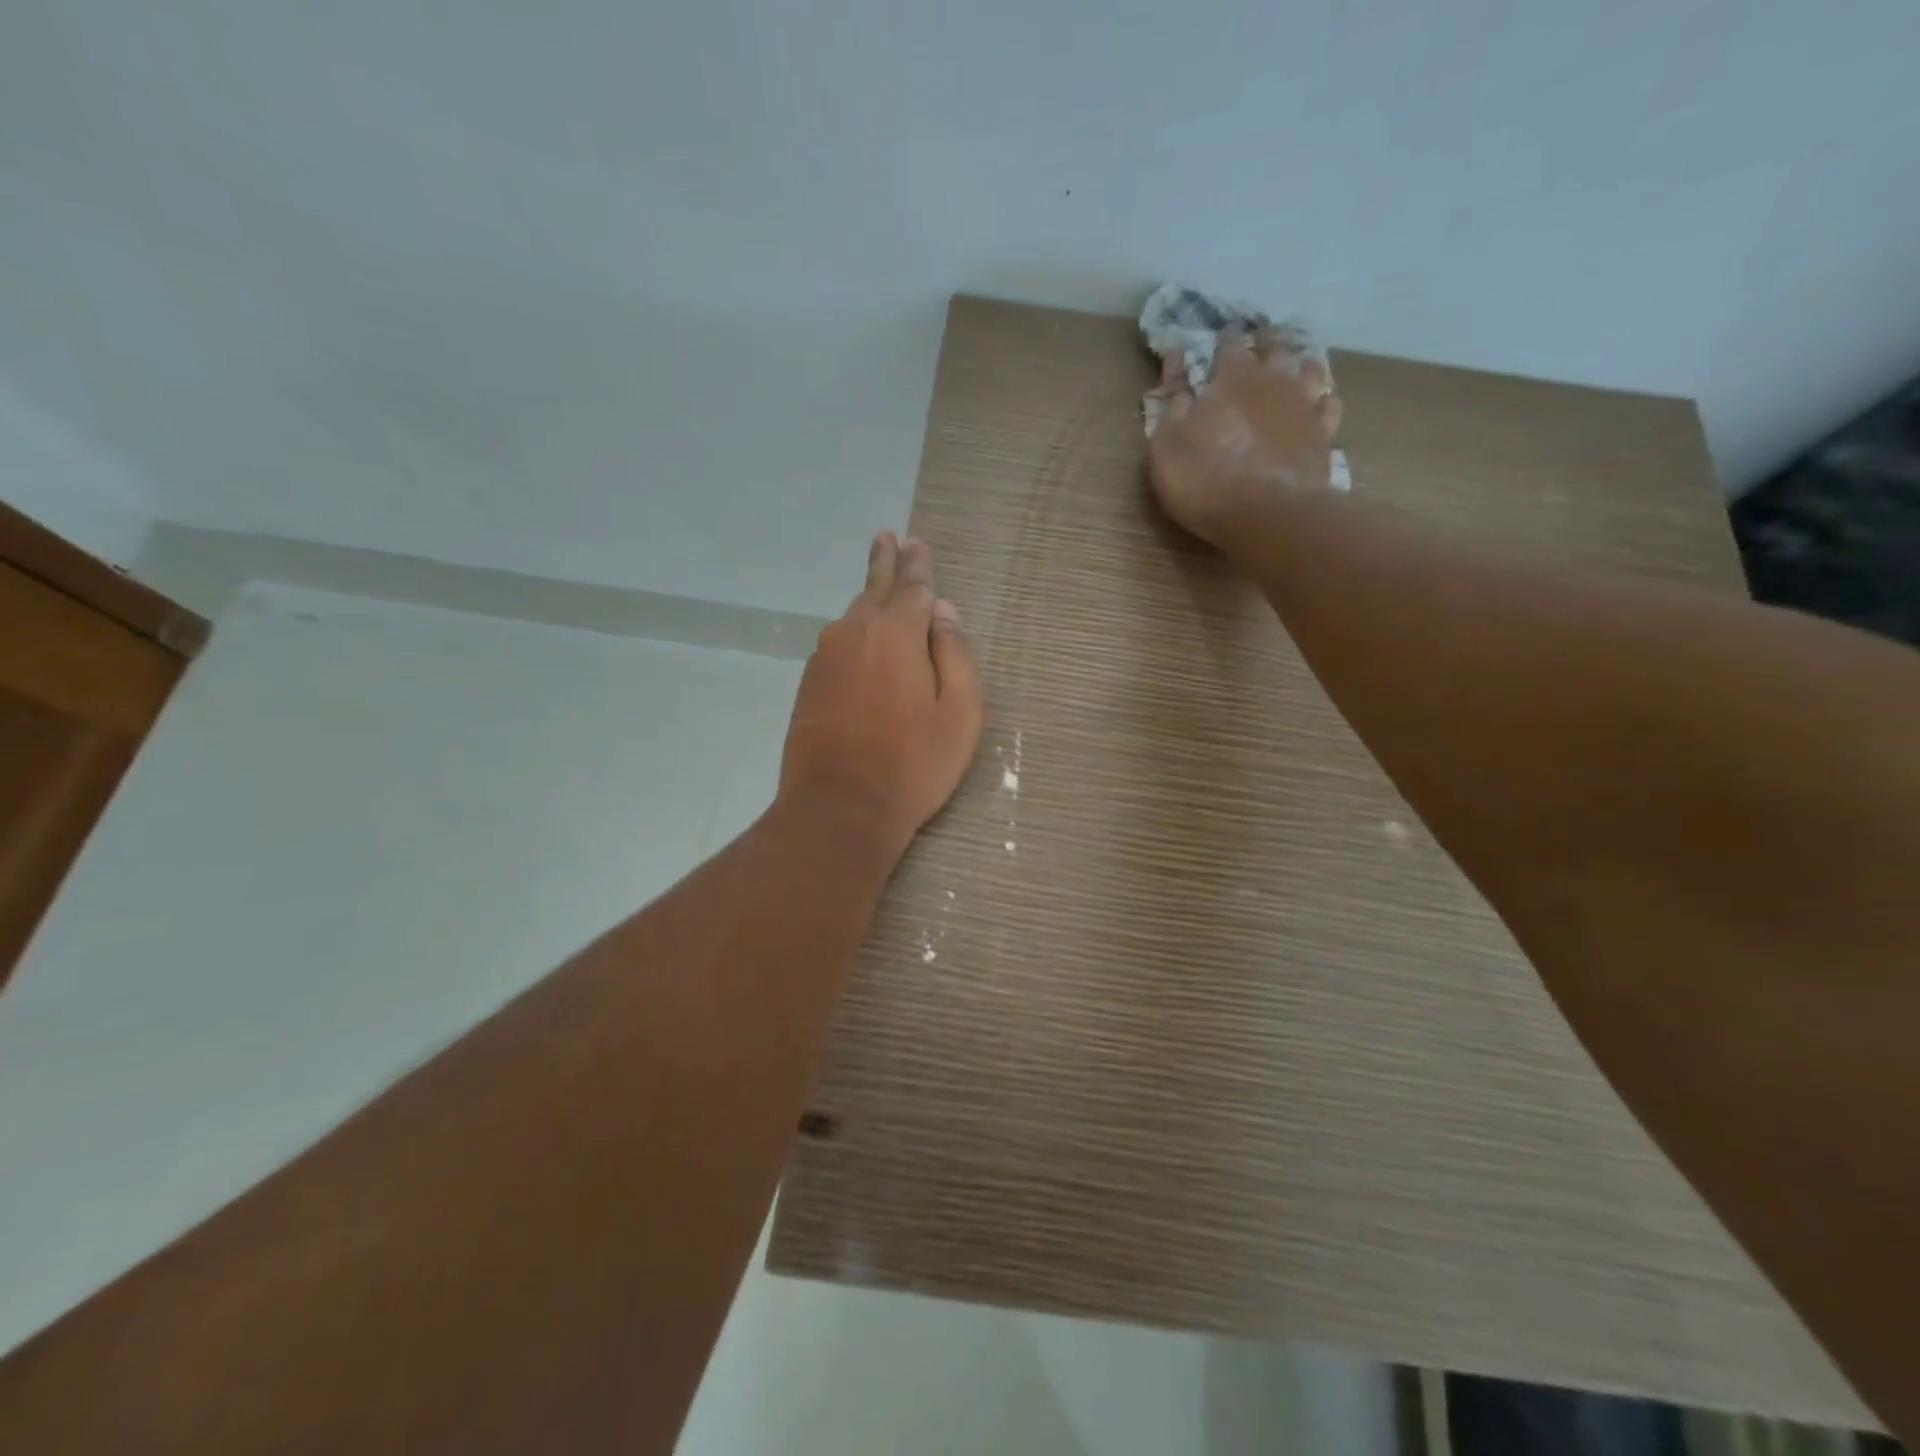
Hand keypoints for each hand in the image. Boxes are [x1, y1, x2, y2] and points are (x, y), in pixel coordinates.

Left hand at [779, 532, 983, 855]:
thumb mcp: (959, 713)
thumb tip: (945, 613)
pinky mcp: (808, 684)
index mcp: (896, 633)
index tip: (917, 542)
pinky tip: (860, 639)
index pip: (912, 586)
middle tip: (887, 537)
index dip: (918, 565)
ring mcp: (824, 658)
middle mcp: (854, 633)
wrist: (838, 808)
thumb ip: (955, 655)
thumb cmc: (912, 763)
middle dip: (885, 563)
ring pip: (852, 617)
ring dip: (867, 599)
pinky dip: (854, 634)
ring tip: (878, 584)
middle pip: (873, 589)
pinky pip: (838, 645)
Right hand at [1147, 326, 1342, 549]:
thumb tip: (1175, 364)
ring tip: (1294, 365)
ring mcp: (1304, 406)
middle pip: (1275, 347)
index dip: (1222, 339)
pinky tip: (1318, 405)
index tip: (1219, 336)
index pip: (1228, 344)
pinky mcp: (1324, 435)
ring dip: (1300, 364)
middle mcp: (1274, 380)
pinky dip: (1322, 401)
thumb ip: (1173, 403)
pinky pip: (1328, 406)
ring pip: (1309, 369)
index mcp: (1233, 377)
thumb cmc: (1206, 481)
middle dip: (1266, 341)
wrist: (1268, 515)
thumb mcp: (1168, 445)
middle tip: (1261, 340)